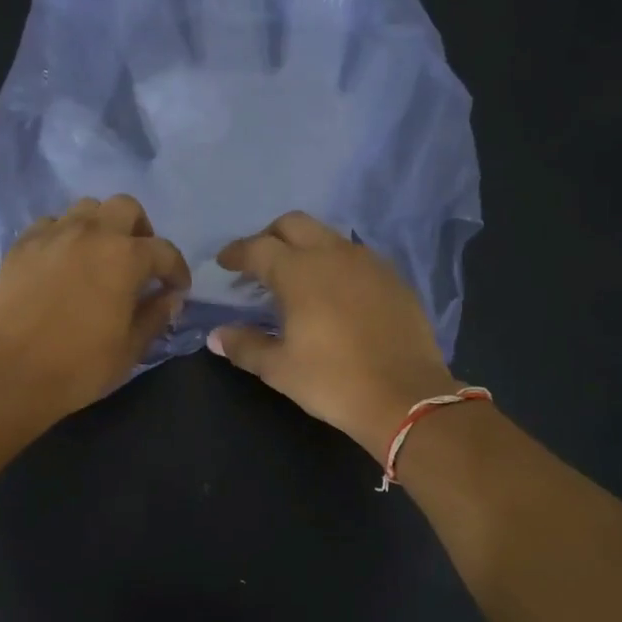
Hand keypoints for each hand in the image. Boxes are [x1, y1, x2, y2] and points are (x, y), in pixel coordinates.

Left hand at [0, 195, 190, 424]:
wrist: (7, 373)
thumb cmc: (78, 367)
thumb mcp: (129, 350)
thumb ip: (154, 316)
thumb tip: (169, 298)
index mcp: (125, 258)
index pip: (164, 251)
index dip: (176, 270)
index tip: (177, 289)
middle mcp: (90, 233)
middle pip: (125, 208)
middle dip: (140, 231)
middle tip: (139, 262)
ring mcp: (52, 235)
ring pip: (85, 208)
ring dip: (101, 227)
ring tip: (99, 257)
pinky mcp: (21, 246)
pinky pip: (50, 225)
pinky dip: (64, 236)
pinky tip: (63, 263)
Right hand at [206, 212, 456, 461]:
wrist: (405, 397)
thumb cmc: (333, 381)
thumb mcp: (279, 369)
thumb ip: (245, 346)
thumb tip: (216, 336)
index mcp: (299, 271)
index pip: (258, 248)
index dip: (236, 253)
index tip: (224, 263)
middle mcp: (334, 254)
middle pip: (294, 224)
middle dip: (269, 236)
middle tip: (257, 262)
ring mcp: (369, 263)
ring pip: (328, 237)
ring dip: (305, 247)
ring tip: (295, 277)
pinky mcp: (394, 279)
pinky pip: (356, 257)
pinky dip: (334, 263)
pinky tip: (333, 293)